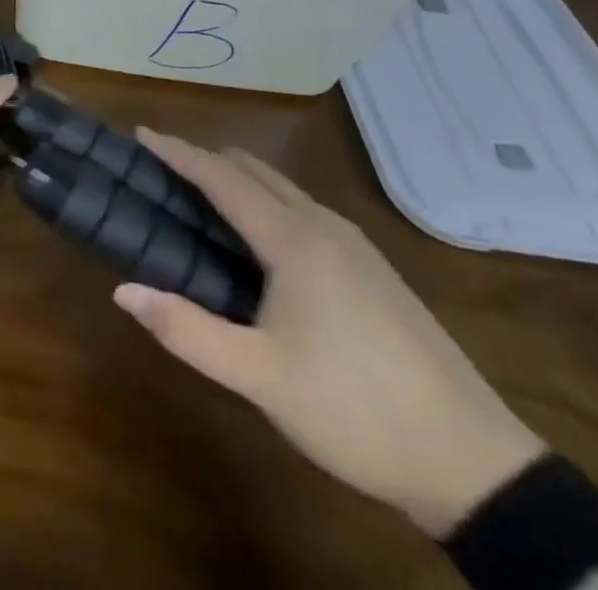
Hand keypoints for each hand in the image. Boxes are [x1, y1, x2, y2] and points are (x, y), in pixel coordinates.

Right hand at [114, 131, 545, 537]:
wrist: (474, 463)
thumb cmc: (354, 410)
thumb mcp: (260, 378)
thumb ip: (187, 330)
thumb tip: (123, 291)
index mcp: (294, 239)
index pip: (222, 176)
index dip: (178, 152)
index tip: (140, 133)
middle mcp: (323, 225)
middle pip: (253, 170)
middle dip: (204, 160)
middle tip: (160, 172)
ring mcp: (355, 245)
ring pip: (282, 189)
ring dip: (237, 182)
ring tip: (199, 203)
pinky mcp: (374, 268)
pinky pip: (303, 210)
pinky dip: (265, 204)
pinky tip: (258, 244)